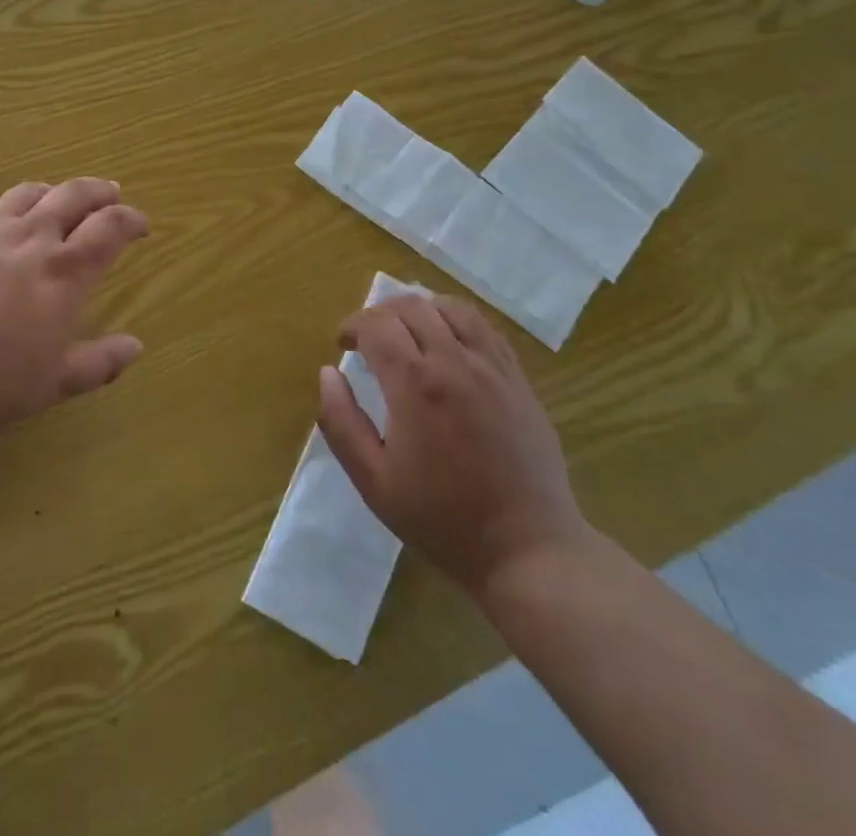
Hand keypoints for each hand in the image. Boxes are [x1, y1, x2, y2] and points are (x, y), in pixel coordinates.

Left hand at [0, 178, 149, 442]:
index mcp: (65, 271)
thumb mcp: (52, 384)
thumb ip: (99, 363)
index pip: (110, 228)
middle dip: (99, 191)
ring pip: (29, 192)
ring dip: (53, 191)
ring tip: (59, 199)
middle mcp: (31, 237)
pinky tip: (1, 220)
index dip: (131, 219)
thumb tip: (137, 347)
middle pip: (74, 195)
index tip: (141, 224)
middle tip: (111, 193)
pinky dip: (6, 207)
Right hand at [316, 295, 588, 597]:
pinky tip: (448, 341)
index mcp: (415, 384)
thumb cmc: (442, 519)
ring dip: (420, 310)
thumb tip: (328, 373)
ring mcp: (492, 367)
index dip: (352, 326)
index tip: (342, 344)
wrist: (527, 549)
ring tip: (407, 333)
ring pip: (451, 308)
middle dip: (380, 313)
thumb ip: (341, 422)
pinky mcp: (518, 378)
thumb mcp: (374, 482)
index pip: (376, 325)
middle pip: (411, 307)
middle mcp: (454, 361)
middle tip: (368, 339)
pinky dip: (457, 321)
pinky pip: (485, 327)